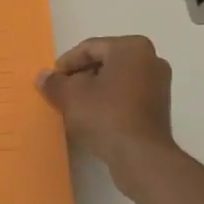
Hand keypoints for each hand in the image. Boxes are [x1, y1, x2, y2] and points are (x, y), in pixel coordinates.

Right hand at [37, 36, 177, 176]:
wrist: (140, 156)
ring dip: (95, 89)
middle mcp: (151, 59)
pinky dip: (110, 101)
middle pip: (105, 62)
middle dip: (81, 75)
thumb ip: (54, 82)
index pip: (90, 48)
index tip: (52, 79)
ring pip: (117, 79)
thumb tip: (43, 76)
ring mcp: (159, 84)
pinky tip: (94, 117)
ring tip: (74, 106)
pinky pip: (128, 95)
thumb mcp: (70, 95)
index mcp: (131, 47)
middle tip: (62, 91)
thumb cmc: (105, 115)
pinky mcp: (160, 107)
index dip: (67, 63)